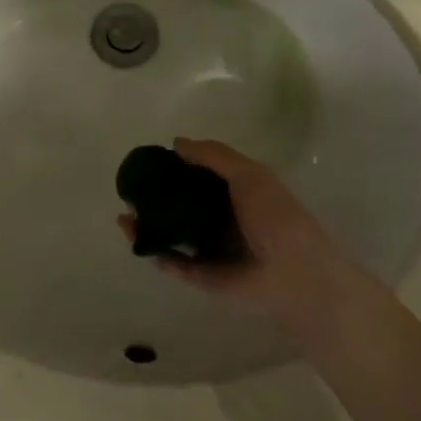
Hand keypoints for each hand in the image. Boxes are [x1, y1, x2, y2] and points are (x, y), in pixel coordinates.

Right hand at [119, 138, 378, 338]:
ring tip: (124, 217)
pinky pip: (173, 264)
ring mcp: (210, 251)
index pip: (197, 178)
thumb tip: (176, 143)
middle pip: (178, 207)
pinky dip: (157, 254)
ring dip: (147, 226)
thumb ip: (214, 156)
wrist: (296, 274)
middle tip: (130, 192)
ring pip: (170, 235)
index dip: (174, 169)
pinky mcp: (203, 277)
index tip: (149, 162)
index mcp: (233, 195)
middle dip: (153, 199)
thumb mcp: (249, 174)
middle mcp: (219, 221)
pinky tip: (139, 240)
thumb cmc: (276, 217)